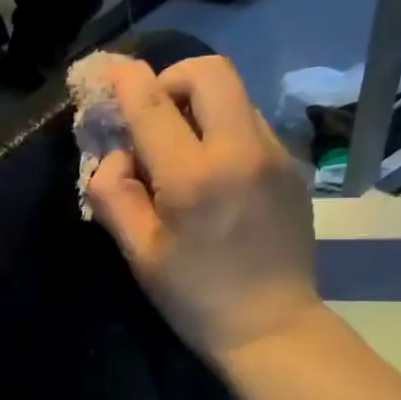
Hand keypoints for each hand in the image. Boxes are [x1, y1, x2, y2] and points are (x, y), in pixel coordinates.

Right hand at [84, 56, 322, 361]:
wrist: (271, 327)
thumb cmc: (196, 299)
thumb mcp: (141, 255)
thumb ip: (115, 197)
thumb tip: (113, 158)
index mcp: (195, 177)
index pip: (153, 103)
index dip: (125, 80)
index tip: (108, 73)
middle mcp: (241, 151)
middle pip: (210, 72)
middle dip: (172, 79)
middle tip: (153, 116)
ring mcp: (275, 156)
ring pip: (235, 96)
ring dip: (200, 106)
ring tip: (181, 150)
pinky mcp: (292, 169)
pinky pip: (252, 126)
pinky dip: (224, 131)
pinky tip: (214, 174)